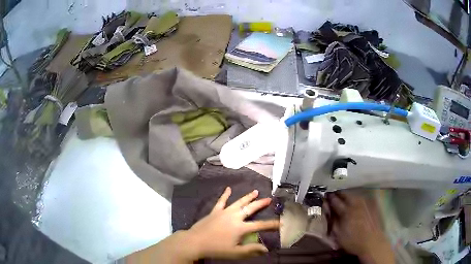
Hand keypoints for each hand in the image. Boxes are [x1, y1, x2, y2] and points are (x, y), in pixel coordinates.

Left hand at [185, 187, 279, 259]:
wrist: (195, 242)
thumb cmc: (216, 249)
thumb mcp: (235, 253)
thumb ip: (251, 250)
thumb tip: (266, 249)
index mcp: (240, 228)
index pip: (260, 225)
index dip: (272, 224)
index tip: (281, 222)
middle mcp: (234, 217)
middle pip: (250, 208)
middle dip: (261, 204)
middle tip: (269, 199)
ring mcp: (224, 212)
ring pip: (238, 202)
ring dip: (247, 197)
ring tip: (255, 191)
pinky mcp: (215, 211)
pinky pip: (221, 201)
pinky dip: (225, 194)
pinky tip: (228, 188)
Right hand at [324, 191, 394, 263]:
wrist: (372, 242)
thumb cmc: (353, 241)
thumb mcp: (338, 235)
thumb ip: (333, 221)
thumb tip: (328, 212)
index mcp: (346, 211)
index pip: (334, 200)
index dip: (328, 198)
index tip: (324, 197)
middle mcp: (356, 203)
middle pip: (345, 194)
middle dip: (338, 194)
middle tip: (333, 196)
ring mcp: (365, 203)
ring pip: (354, 194)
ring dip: (347, 196)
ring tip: (343, 199)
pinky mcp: (372, 205)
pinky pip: (361, 198)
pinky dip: (356, 199)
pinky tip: (355, 204)